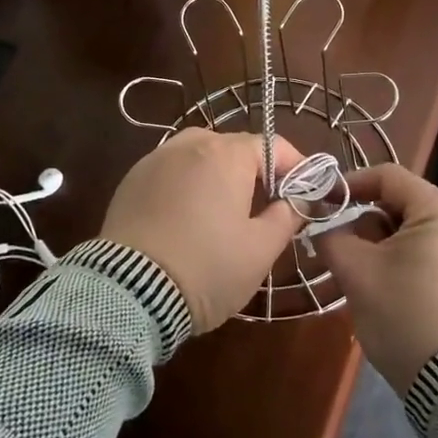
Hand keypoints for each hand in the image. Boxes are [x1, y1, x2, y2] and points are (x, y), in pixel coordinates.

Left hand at [100, 128, 303, 333]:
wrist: (130, 293)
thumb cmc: (208, 268)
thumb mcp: (261, 249)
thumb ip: (287, 216)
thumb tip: (298, 200)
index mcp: (226, 154)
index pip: (273, 146)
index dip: (295, 167)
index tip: (307, 192)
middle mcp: (190, 145)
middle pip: (234, 147)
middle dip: (255, 170)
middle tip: (267, 205)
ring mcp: (155, 160)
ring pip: (199, 156)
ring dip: (218, 174)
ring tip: (225, 208)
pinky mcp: (131, 181)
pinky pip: (170, 172)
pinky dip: (187, 184)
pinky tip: (188, 215)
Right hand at [315, 165, 437, 391]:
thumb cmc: (405, 314)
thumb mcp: (357, 273)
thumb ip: (333, 239)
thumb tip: (325, 230)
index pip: (388, 176)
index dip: (349, 185)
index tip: (321, 203)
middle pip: (401, 205)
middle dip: (364, 224)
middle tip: (337, 250)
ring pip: (412, 234)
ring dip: (379, 247)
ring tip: (357, 276)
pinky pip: (428, 256)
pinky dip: (400, 263)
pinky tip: (383, 291)